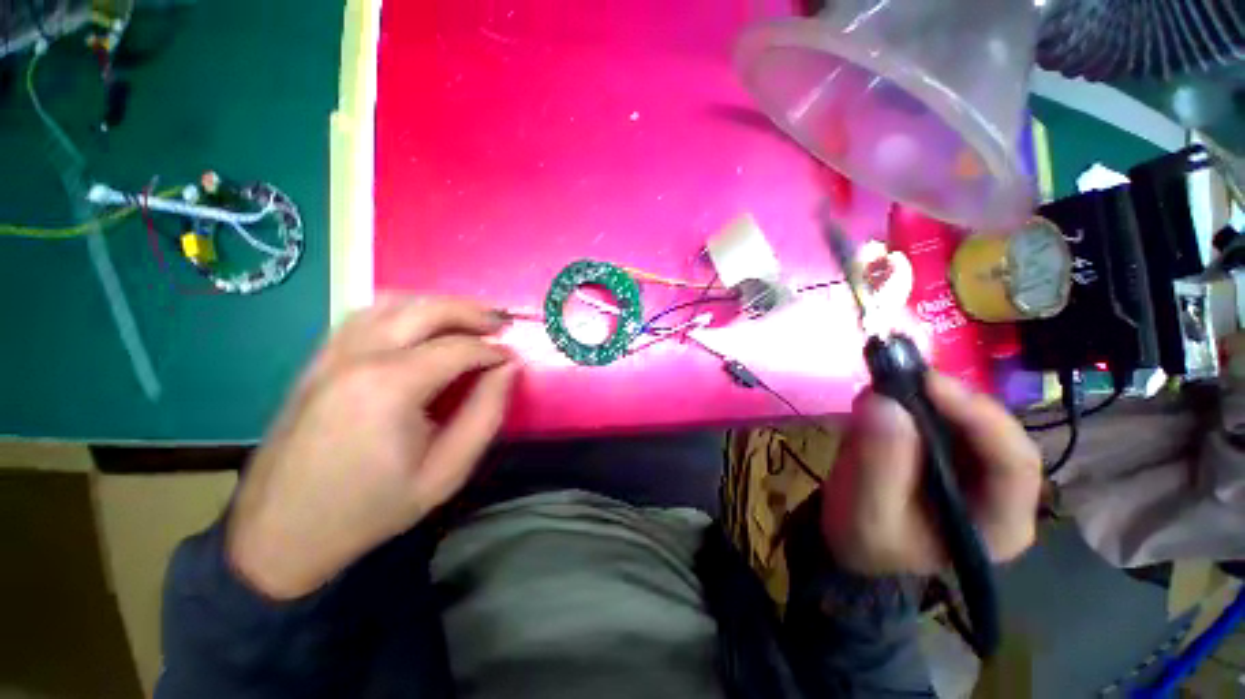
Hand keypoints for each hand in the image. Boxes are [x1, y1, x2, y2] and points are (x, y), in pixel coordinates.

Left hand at [227, 297, 516, 598]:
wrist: (283, 532)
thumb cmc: (371, 508)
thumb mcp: (447, 471)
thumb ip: (486, 413)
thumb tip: (509, 368)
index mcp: (390, 387)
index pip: (458, 348)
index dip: (493, 350)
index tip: (513, 359)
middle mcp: (358, 357)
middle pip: (426, 310)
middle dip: (472, 312)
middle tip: (500, 324)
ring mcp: (331, 354)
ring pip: (393, 302)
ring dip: (438, 305)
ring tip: (467, 320)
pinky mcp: (318, 360)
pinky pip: (365, 314)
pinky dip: (403, 309)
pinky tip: (421, 325)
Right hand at [821, 374, 1040, 575]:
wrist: (851, 539)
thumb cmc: (864, 538)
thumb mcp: (866, 511)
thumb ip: (878, 463)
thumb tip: (882, 400)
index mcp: (999, 523)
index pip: (1015, 462)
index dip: (979, 416)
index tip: (927, 383)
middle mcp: (1001, 491)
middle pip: (993, 430)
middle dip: (947, 399)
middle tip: (897, 375)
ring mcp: (977, 468)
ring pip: (967, 416)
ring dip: (927, 395)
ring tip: (886, 383)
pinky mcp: (950, 450)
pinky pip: (941, 414)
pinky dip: (913, 398)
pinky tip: (886, 396)